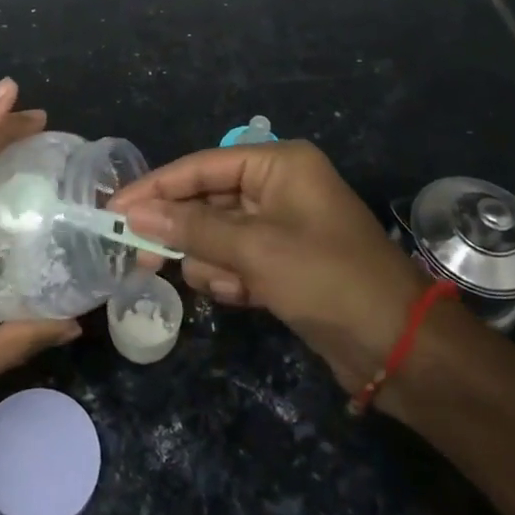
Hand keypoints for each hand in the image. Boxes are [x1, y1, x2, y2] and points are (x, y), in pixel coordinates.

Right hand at [115, 141, 426, 394]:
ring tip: (228, 284)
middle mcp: (279, 187)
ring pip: (218, 235)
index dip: (155, 187)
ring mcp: (283, 226)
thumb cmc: (327, 280)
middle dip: (183, 232)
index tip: (113, 209)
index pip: (201, 167)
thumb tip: (133, 214)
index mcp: (279, 165)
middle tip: (140, 258)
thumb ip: (191, 228)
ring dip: (212, 261)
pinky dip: (231, 277)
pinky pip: (237, 260)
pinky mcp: (285, 263)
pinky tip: (242, 295)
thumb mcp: (254, 249)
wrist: (400, 349)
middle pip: (207, 201)